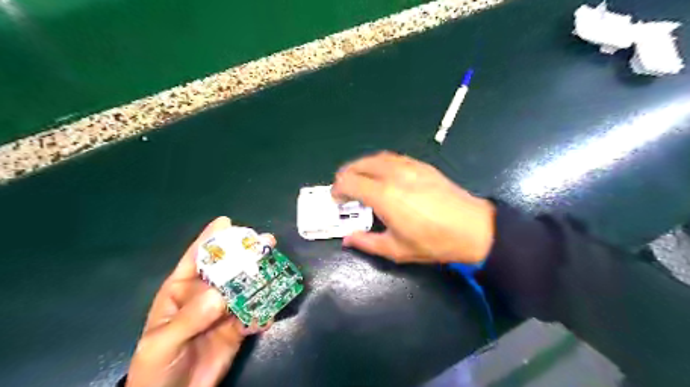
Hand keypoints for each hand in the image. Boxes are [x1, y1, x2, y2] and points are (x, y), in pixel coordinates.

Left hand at [127, 218, 272, 386]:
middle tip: (266, 241)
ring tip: (277, 270)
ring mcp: (224, 310)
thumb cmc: (156, 367)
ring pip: (245, 289)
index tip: (226, 221)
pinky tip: (268, 313)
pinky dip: (263, 312)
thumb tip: (219, 296)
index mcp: (182, 291)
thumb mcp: (162, 342)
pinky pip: (254, 315)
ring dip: (261, 279)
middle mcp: (206, 295)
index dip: (210, 239)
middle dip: (246, 254)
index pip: (195, 259)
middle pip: (228, 269)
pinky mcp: (238, 327)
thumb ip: (189, 319)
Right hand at [331, 153, 492, 264]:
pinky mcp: (422, 165)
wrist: (473, 228)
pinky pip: (393, 158)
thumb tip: (347, 240)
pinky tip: (383, 175)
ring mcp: (409, 167)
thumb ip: (366, 243)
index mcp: (384, 195)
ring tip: (360, 180)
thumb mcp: (396, 249)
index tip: (337, 199)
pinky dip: (379, 163)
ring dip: (362, 166)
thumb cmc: (433, 242)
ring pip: (376, 158)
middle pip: (359, 165)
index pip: (349, 181)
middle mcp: (393, 175)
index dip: (337, 189)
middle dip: (346, 175)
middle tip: (344, 189)